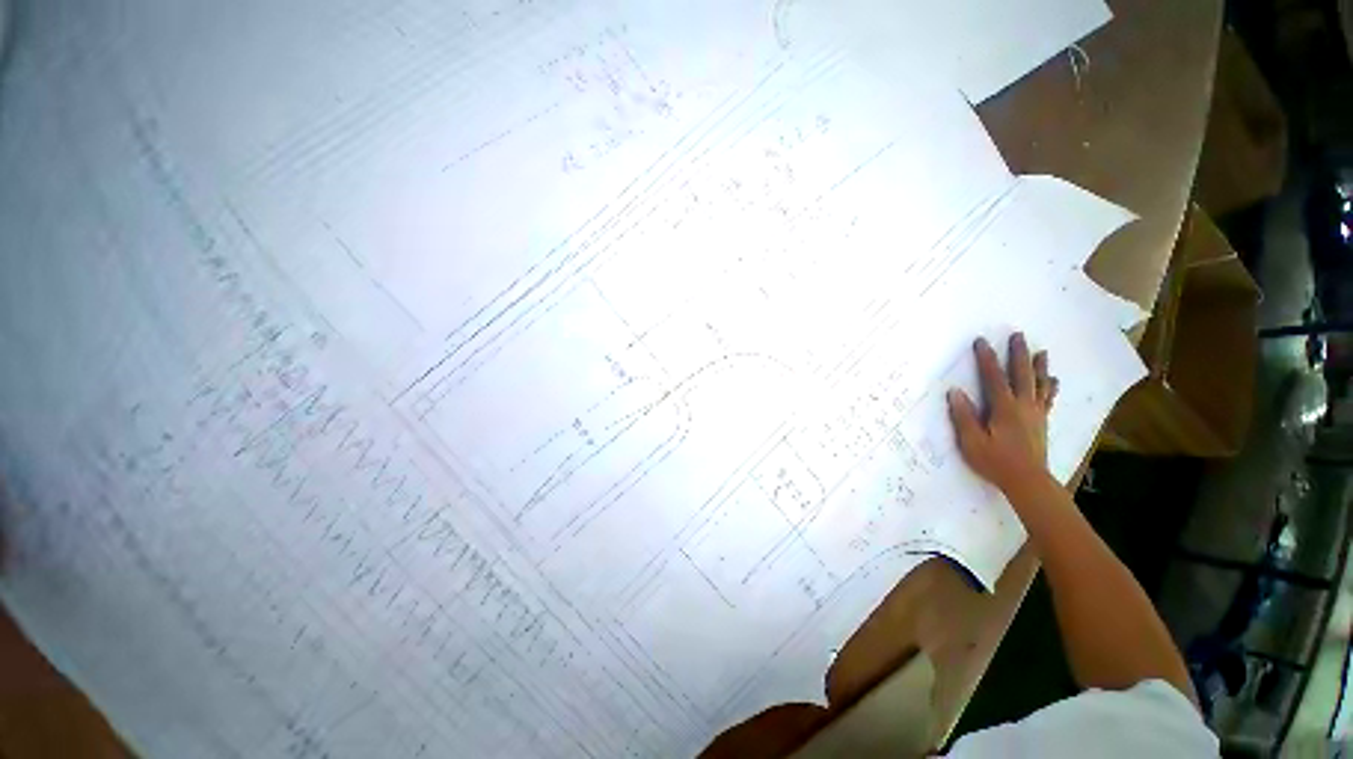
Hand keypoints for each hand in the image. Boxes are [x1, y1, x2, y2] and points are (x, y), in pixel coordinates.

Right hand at [947, 333, 1057, 494]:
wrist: (1028, 482)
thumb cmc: (995, 462)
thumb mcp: (972, 442)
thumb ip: (964, 416)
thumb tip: (955, 391)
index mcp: (1004, 409)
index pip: (994, 378)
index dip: (987, 359)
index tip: (982, 341)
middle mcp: (1024, 406)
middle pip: (1022, 375)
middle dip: (1018, 354)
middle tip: (1018, 335)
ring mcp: (1036, 414)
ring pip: (1040, 385)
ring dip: (1039, 367)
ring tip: (1041, 352)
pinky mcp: (1041, 423)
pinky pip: (1048, 399)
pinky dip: (1051, 387)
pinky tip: (1053, 381)